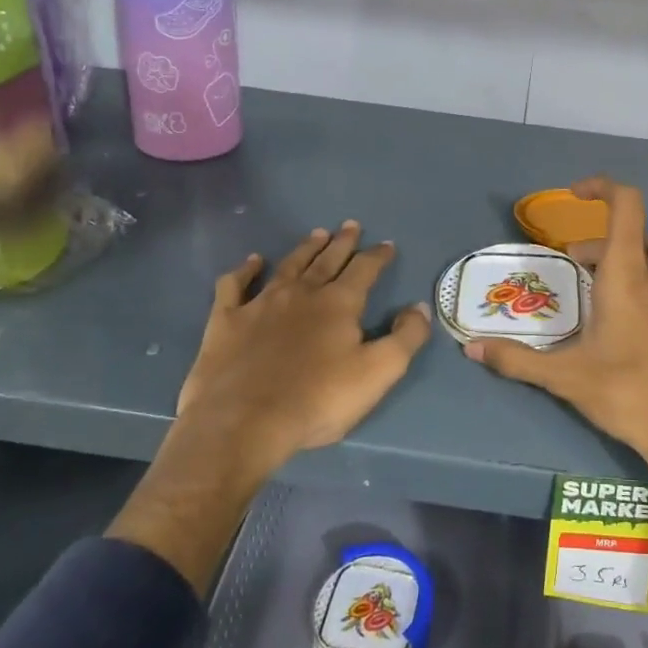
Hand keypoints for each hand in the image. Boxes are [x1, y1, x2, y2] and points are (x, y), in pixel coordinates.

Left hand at [110, 222, 430, 590]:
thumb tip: (420, 307)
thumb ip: (406, 337)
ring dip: (305, 249)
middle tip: (351, 225)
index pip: (365, 269)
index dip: (378, 256)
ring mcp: (261, 303)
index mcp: (339, 303)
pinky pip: (235, 285)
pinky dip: (245, 270)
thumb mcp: (378, 373)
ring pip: (289, 265)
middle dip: (343, 242)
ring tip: (317, 234)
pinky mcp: (227, 320)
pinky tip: (253, 262)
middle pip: (327, 260)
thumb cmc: (318, 400)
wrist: (243, 422)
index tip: (387, 244)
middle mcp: (301, 293)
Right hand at [465, 178, 647, 610]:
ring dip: (647, 255)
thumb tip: (471, 348)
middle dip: (602, 244)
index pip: (626, 205)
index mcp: (626, 275)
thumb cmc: (627, 394)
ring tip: (622, 281)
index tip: (576, 195)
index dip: (603, 187)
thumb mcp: (564, 377)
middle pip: (637, 234)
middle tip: (576, 273)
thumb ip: (515, 359)